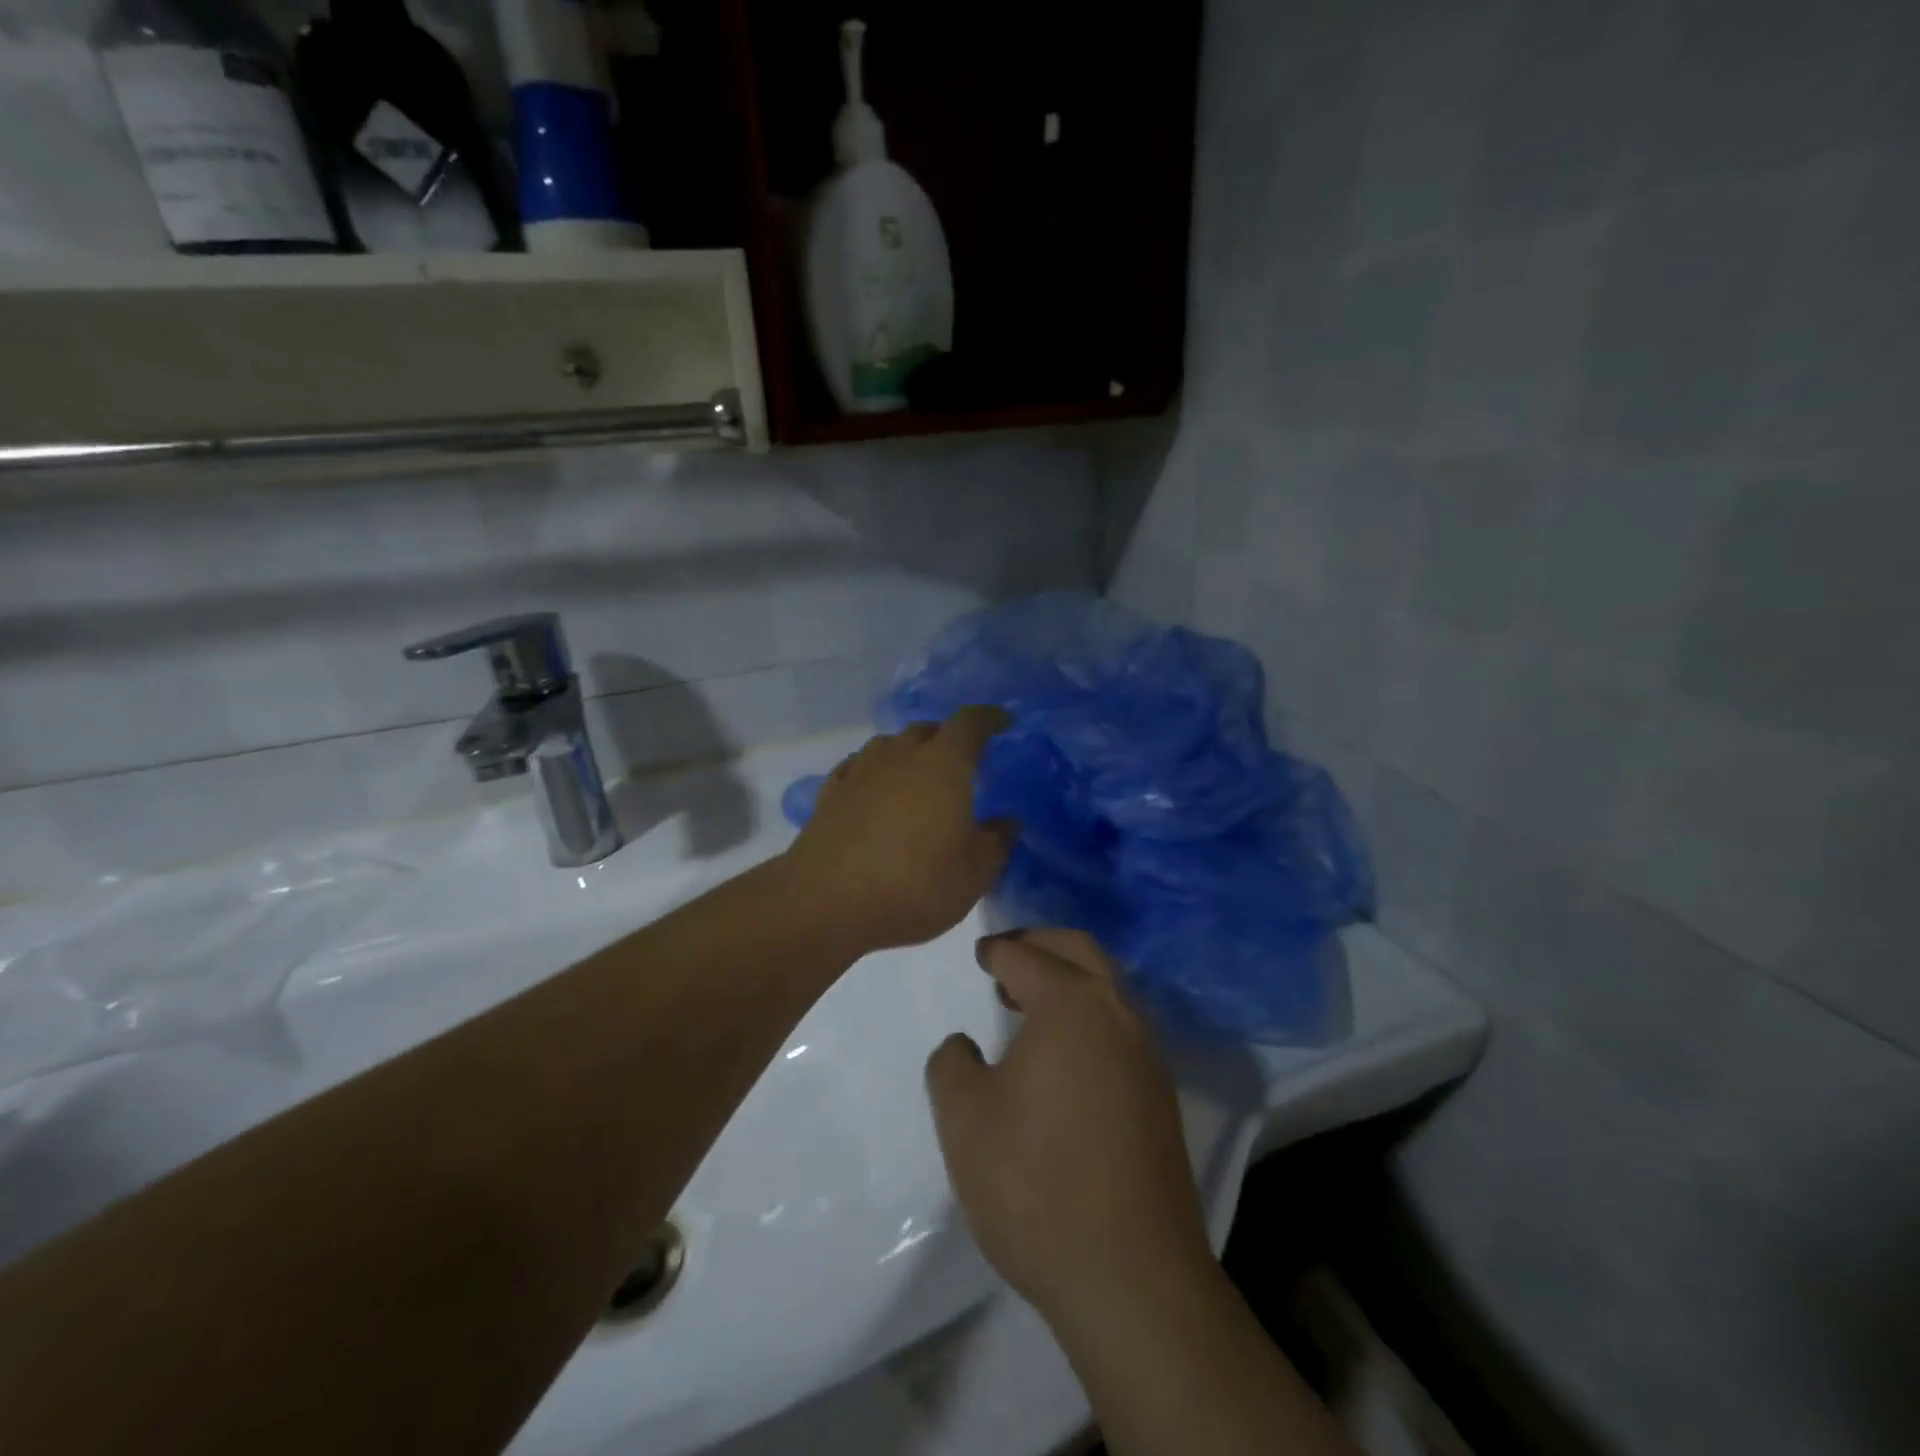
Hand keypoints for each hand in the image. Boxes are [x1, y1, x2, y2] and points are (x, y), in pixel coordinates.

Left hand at [783, 707, 1014, 955]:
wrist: (826, 902)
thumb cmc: (914, 884)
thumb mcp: (974, 873)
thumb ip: (996, 842)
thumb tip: (1006, 822)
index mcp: (943, 764)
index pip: (971, 723)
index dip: (990, 718)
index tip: (1003, 722)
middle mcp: (900, 755)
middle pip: (927, 730)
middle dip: (948, 738)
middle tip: (962, 761)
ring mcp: (860, 771)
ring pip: (889, 746)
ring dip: (908, 753)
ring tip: (918, 777)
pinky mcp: (830, 793)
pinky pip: (859, 768)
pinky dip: (875, 773)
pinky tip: (875, 792)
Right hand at [925, 929, 1213, 1328]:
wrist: (1131, 1276)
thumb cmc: (1035, 1183)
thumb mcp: (964, 1118)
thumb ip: (951, 1063)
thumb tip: (964, 1046)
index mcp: (1071, 1004)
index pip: (1027, 955)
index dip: (998, 950)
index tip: (980, 954)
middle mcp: (1118, 1013)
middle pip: (1081, 951)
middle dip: (1041, 944)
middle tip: (1008, 956)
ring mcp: (1148, 1054)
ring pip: (1109, 987)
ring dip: (1070, 978)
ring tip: (1029, 1001)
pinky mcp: (1161, 1094)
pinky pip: (1122, 1026)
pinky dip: (1090, 1013)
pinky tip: (1065, 1052)